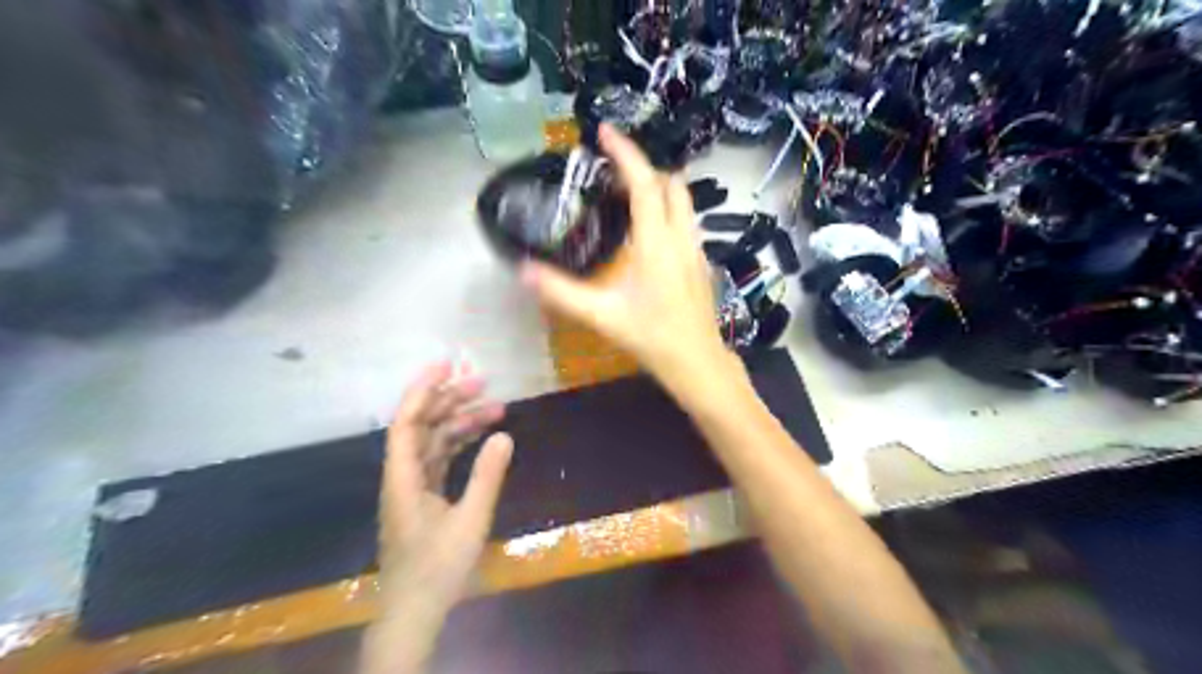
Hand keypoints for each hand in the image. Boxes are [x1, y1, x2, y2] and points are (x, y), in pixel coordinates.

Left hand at [373, 363, 506, 621]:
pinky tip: (483, 436)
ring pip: (434, 441)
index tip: (447, 365)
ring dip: (460, 421)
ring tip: (495, 406)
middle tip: (484, 382)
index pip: (407, 422)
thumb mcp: (470, 521)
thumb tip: (505, 435)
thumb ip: (487, 476)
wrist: (415, 610)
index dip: (423, 390)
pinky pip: (441, 459)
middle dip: (450, 399)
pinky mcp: (424, 498)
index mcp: (403, 477)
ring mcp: (413, 487)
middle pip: (422, 425)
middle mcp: (403, 475)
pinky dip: (461, 443)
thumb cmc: (438, 568)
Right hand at [520, 123, 732, 391]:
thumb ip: (562, 292)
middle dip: (644, 168)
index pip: (645, 183)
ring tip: (626, 194)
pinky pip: (685, 220)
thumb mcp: (603, 316)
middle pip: (671, 183)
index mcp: (657, 242)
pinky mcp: (700, 262)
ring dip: (658, 187)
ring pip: (683, 201)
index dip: (625, 153)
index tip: (604, 132)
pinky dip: (667, 209)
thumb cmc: (653, 337)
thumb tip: (523, 270)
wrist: (698, 362)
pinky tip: (647, 231)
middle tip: (612, 171)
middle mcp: (681, 237)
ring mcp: (696, 249)